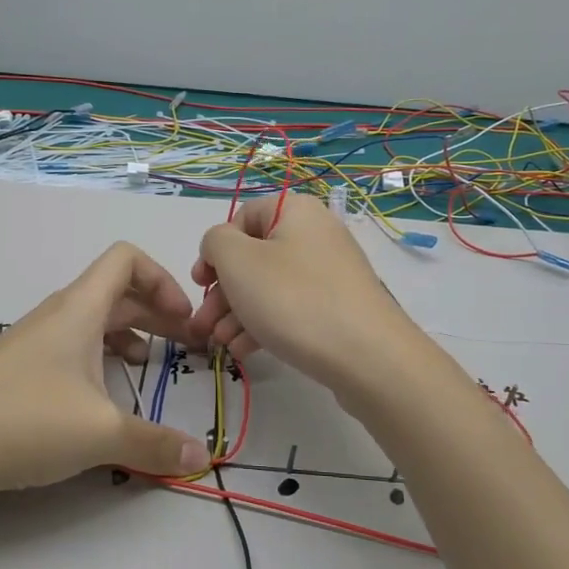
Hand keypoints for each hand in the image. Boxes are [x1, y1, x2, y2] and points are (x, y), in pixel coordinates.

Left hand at [0, 242, 210, 502]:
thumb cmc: (22, 420)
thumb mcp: (99, 434)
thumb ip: (155, 444)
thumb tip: (201, 456)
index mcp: (80, 309)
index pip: (126, 259)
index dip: (163, 279)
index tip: (184, 320)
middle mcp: (58, 315)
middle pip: (117, 293)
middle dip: (158, 313)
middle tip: (188, 346)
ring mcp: (34, 341)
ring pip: (93, 321)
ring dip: (129, 335)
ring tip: (150, 366)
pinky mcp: (17, 370)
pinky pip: (71, 347)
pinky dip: (99, 358)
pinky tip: (102, 395)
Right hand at [190, 192, 426, 399]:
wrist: (367, 356)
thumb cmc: (293, 299)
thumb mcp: (238, 261)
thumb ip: (215, 242)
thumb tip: (221, 248)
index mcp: (294, 211)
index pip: (241, 218)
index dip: (215, 250)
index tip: (201, 284)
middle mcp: (315, 234)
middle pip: (254, 257)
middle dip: (222, 293)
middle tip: (203, 325)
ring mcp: (329, 273)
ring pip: (270, 287)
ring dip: (238, 314)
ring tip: (221, 345)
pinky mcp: (338, 307)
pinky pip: (291, 308)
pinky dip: (265, 325)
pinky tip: (246, 352)